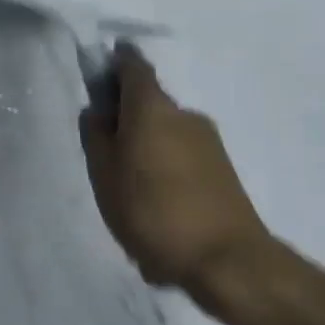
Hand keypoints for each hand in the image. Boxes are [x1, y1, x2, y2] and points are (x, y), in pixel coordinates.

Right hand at [79, 45, 282, 314]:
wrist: (228, 261)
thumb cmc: (153, 211)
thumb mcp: (104, 175)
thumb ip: (96, 136)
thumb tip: (99, 112)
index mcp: (152, 108)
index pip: (133, 66)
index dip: (114, 63)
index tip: (98, 75)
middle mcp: (184, 115)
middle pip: (148, 104)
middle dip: (126, 119)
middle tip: (104, 152)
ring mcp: (209, 142)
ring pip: (165, 134)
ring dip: (146, 150)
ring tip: (129, 193)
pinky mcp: (223, 171)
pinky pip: (182, 159)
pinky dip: (165, 173)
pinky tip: (156, 211)